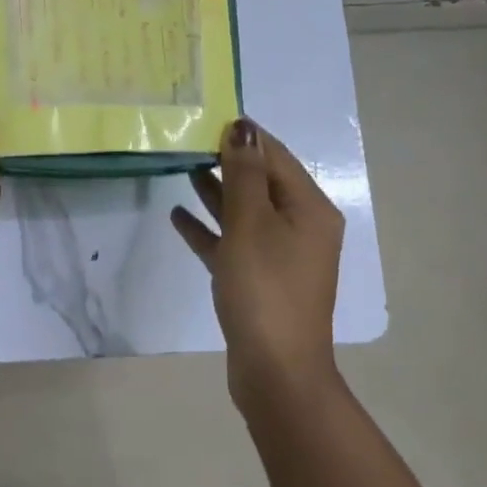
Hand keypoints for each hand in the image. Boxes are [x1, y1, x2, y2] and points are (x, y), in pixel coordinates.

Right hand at [171, 118, 344, 406]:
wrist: (275, 370)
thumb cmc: (265, 288)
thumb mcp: (251, 223)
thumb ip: (245, 174)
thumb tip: (243, 127)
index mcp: (309, 209)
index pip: (276, 157)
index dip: (245, 136)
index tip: (208, 116)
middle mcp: (300, 227)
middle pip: (261, 183)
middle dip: (227, 161)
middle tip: (187, 140)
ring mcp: (280, 256)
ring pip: (244, 212)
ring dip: (216, 192)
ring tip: (181, 168)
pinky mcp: (258, 280)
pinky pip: (232, 243)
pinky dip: (209, 229)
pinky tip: (178, 217)